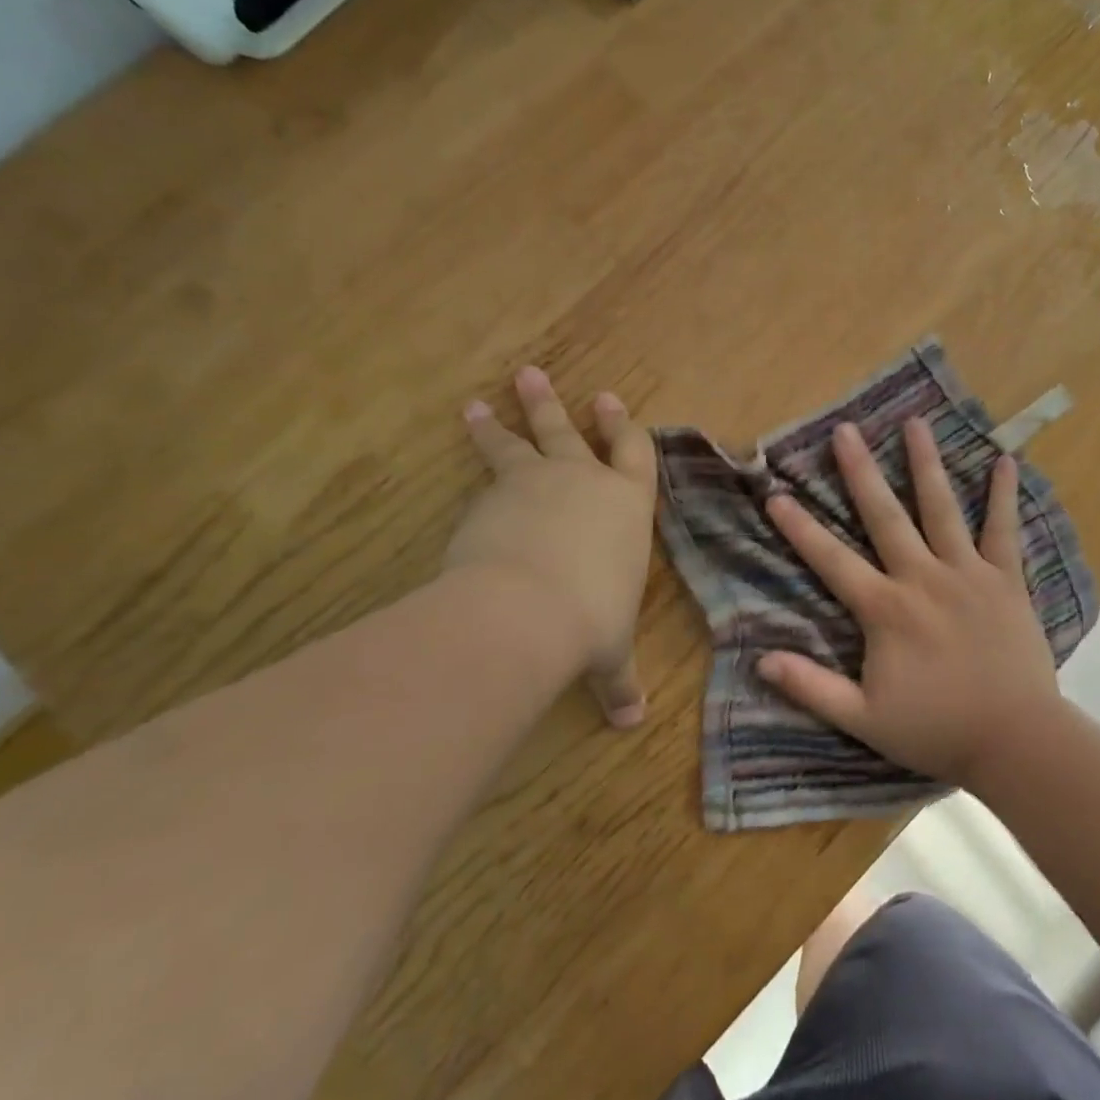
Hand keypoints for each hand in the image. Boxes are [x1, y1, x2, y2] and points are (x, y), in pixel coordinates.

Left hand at [447, 367, 655, 727]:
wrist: (527, 609)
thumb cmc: (591, 620)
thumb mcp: (609, 653)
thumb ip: (619, 680)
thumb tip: (633, 723)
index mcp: (627, 505)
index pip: (634, 453)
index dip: (623, 427)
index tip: (609, 401)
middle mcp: (585, 481)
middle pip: (571, 431)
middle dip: (555, 405)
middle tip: (533, 376)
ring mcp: (536, 482)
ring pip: (520, 440)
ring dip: (503, 419)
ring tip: (481, 402)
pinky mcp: (492, 494)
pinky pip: (485, 468)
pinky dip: (476, 452)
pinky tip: (464, 444)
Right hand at [756, 418, 1061, 787]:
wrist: (1016, 740)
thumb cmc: (937, 730)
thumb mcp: (863, 719)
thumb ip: (811, 687)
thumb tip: (760, 660)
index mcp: (885, 608)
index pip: (832, 559)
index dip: (800, 527)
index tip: (776, 493)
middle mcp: (922, 577)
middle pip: (885, 515)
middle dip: (860, 471)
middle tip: (845, 430)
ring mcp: (968, 573)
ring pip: (942, 508)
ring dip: (926, 464)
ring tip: (915, 423)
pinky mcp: (1006, 579)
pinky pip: (1004, 530)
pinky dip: (1003, 495)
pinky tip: (1005, 460)